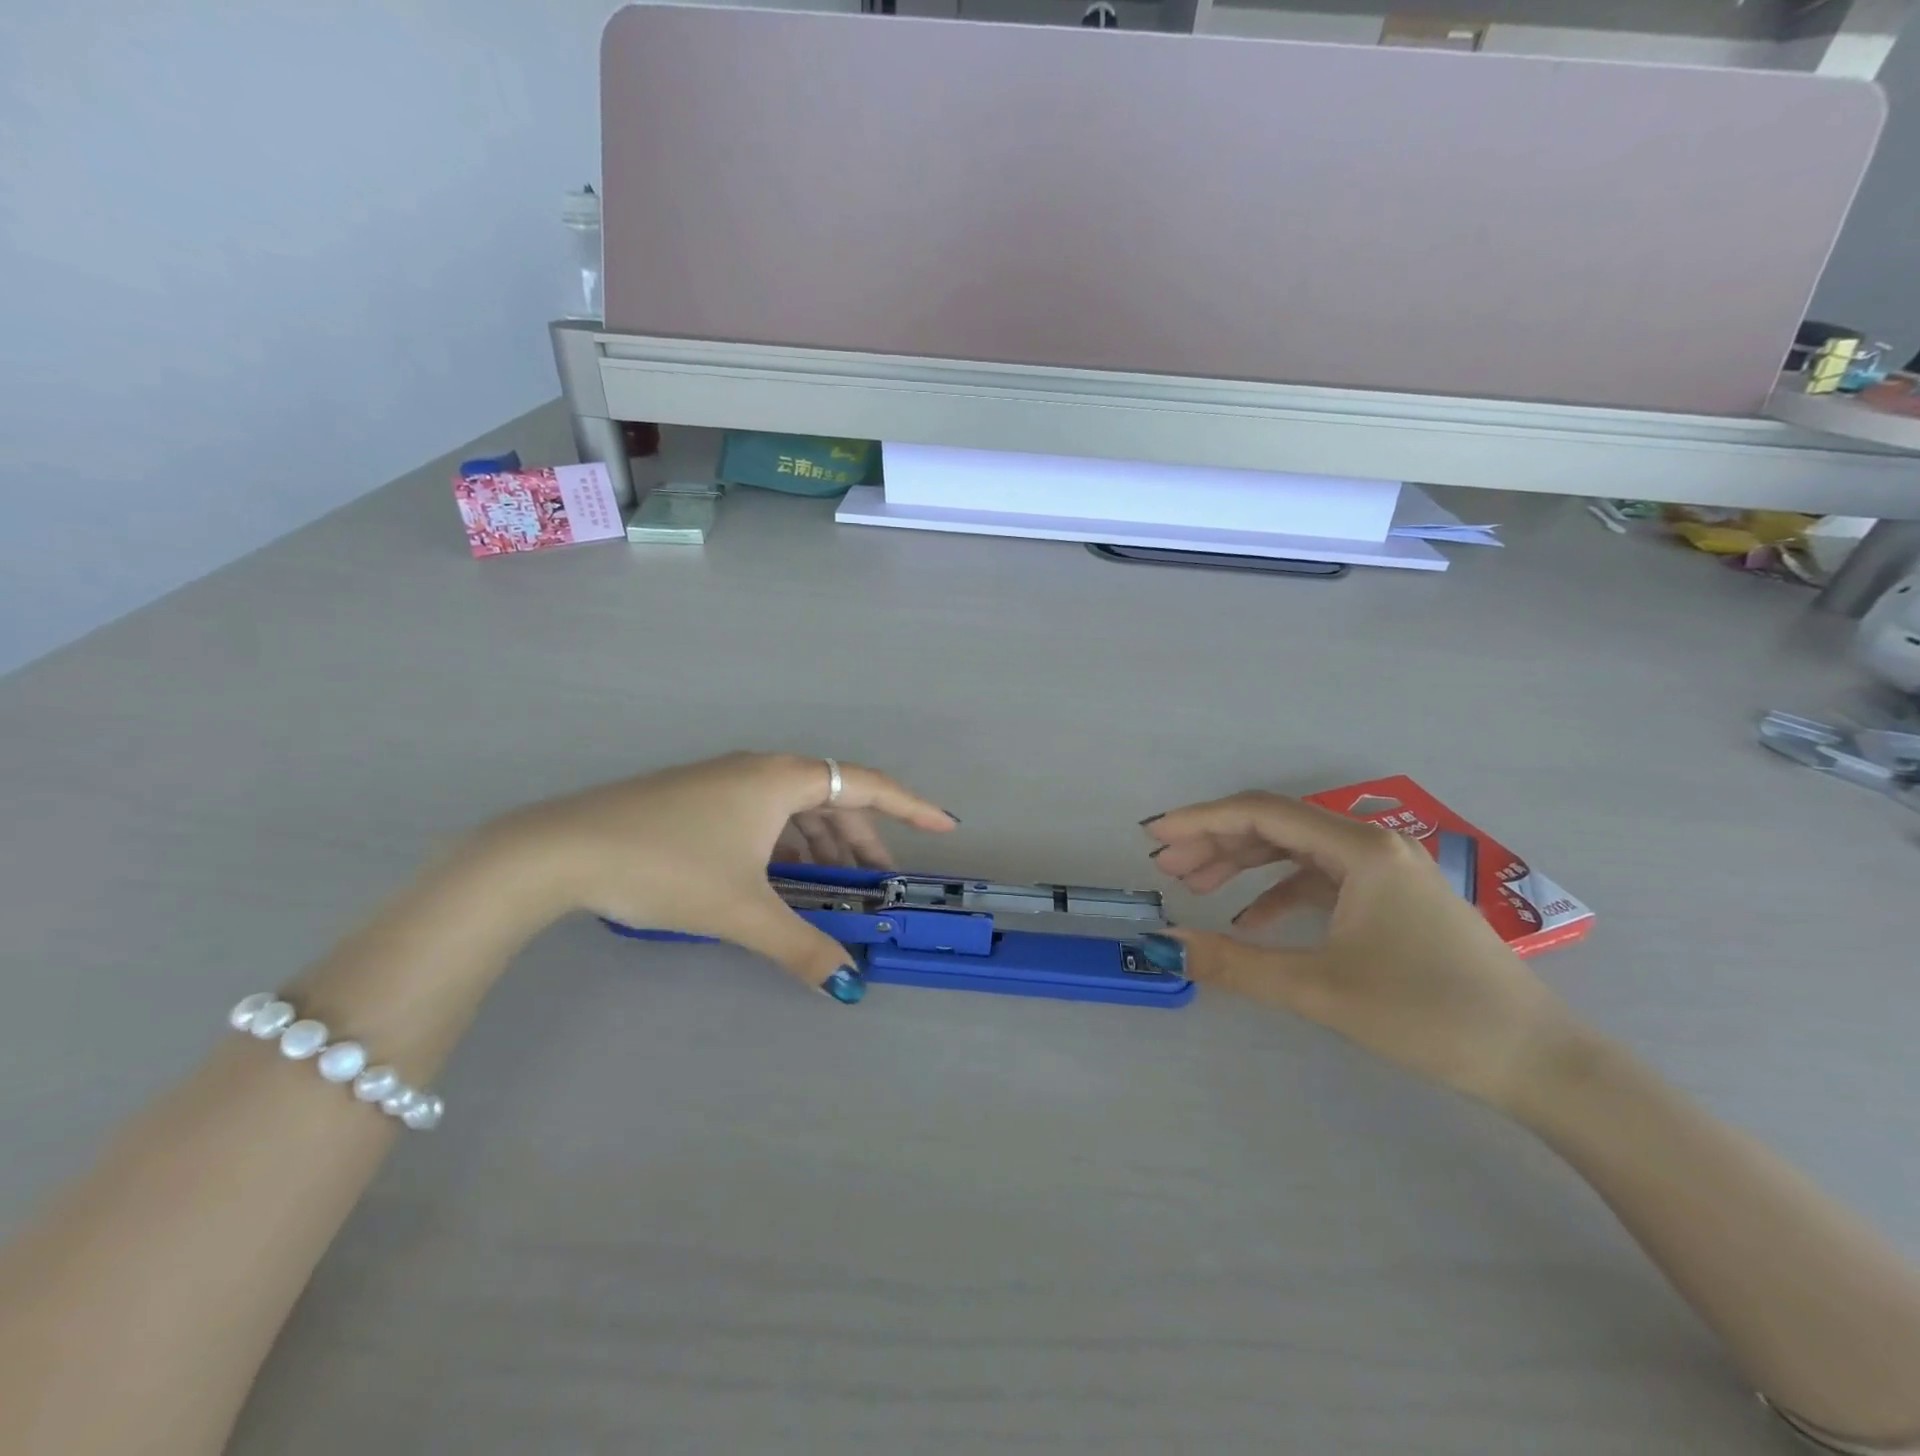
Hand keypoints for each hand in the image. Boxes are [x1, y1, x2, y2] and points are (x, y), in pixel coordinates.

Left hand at [479, 753, 955, 1002]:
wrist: (559, 851)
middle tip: (876, 882)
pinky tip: (779, 880)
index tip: (945, 826)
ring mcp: (725, 782)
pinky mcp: (698, 800)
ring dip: (821, 846)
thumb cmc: (665, 866)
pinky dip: (785, 846)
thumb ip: (801, 947)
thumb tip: (849, 986)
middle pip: (831, 799)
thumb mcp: (741, 910)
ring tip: (831, 888)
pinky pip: (764, 817)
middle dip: (860, 840)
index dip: (910, 808)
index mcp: (781, 779)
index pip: (866, 786)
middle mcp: (759, 770)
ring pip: (794, 810)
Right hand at [1144, 793, 1582, 1110]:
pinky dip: (1277, 893)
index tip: (1153, 836)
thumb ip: (1235, 963)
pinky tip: (1251, 922)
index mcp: (1359, 849)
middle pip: (1274, 827)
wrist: (1537, 1061)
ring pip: (1295, 852)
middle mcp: (1371, 845)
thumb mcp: (1320, 989)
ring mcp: (1385, 871)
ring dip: (1242, 866)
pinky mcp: (1391, 899)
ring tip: (1195, 887)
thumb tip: (1165, 945)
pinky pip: (1318, 881)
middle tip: (1166, 869)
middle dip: (1215, 843)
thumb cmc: (1429, 1014)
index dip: (1200, 820)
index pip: (1261, 814)